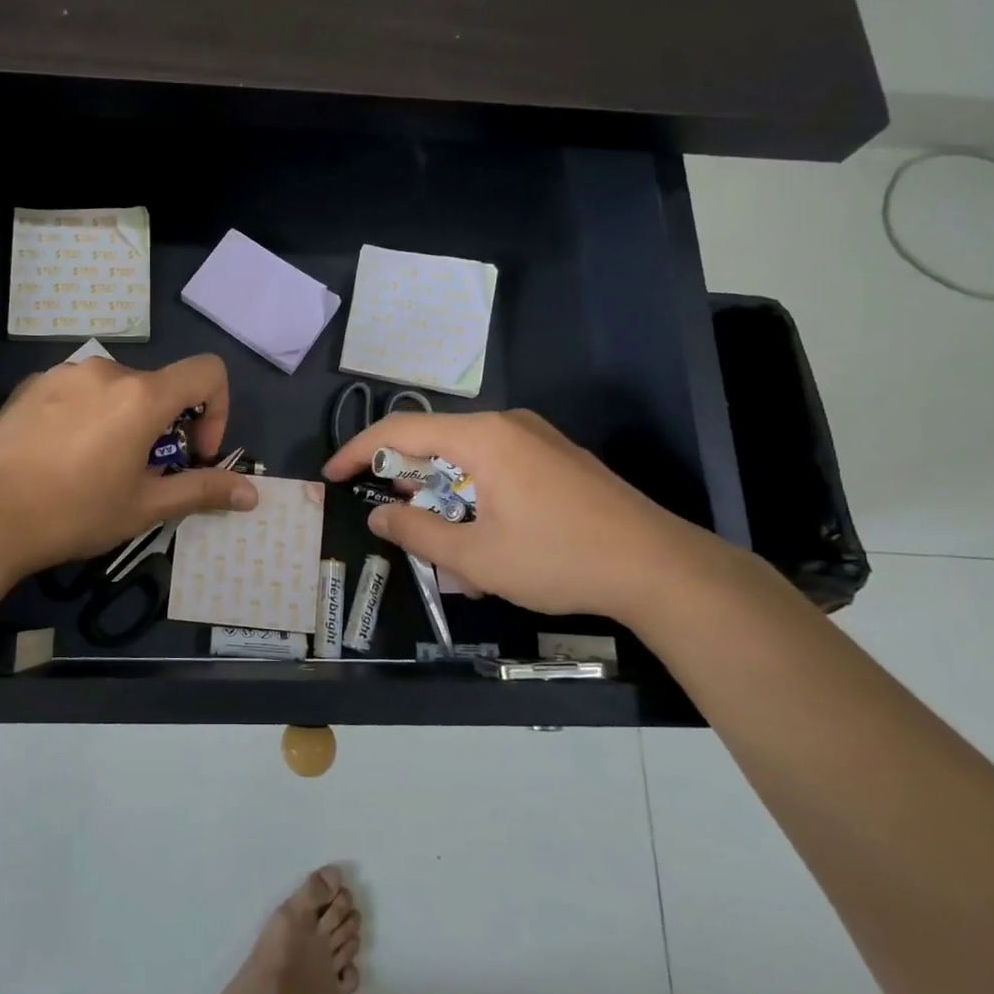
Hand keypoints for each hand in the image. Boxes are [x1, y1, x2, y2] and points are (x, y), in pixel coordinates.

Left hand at [0, 353, 257, 579]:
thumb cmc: (74, 512)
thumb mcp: (145, 506)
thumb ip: (202, 491)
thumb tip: (252, 494)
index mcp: (142, 395)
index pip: (207, 372)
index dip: (217, 410)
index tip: (193, 453)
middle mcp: (106, 370)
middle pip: (159, 387)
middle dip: (166, 427)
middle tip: (143, 475)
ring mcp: (64, 373)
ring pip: (117, 389)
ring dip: (126, 420)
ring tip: (99, 468)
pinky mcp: (32, 385)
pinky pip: (79, 392)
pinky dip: (89, 415)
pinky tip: (62, 457)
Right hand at [323, 408, 731, 623]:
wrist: (661, 568)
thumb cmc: (559, 559)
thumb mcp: (476, 559)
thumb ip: (417, 534)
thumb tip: (379, 518)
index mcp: (482, 438)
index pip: (400, 431)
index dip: (358, 452)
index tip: (332, 476)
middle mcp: (507, 425)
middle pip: (435, 444)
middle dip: (410, 486)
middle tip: (398, 524)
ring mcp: (538, 439)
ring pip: (468, 461)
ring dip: (447, 501)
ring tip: (451, 552)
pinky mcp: (558, 459)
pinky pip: (499, 469)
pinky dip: (477, 499)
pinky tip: (490, 544)